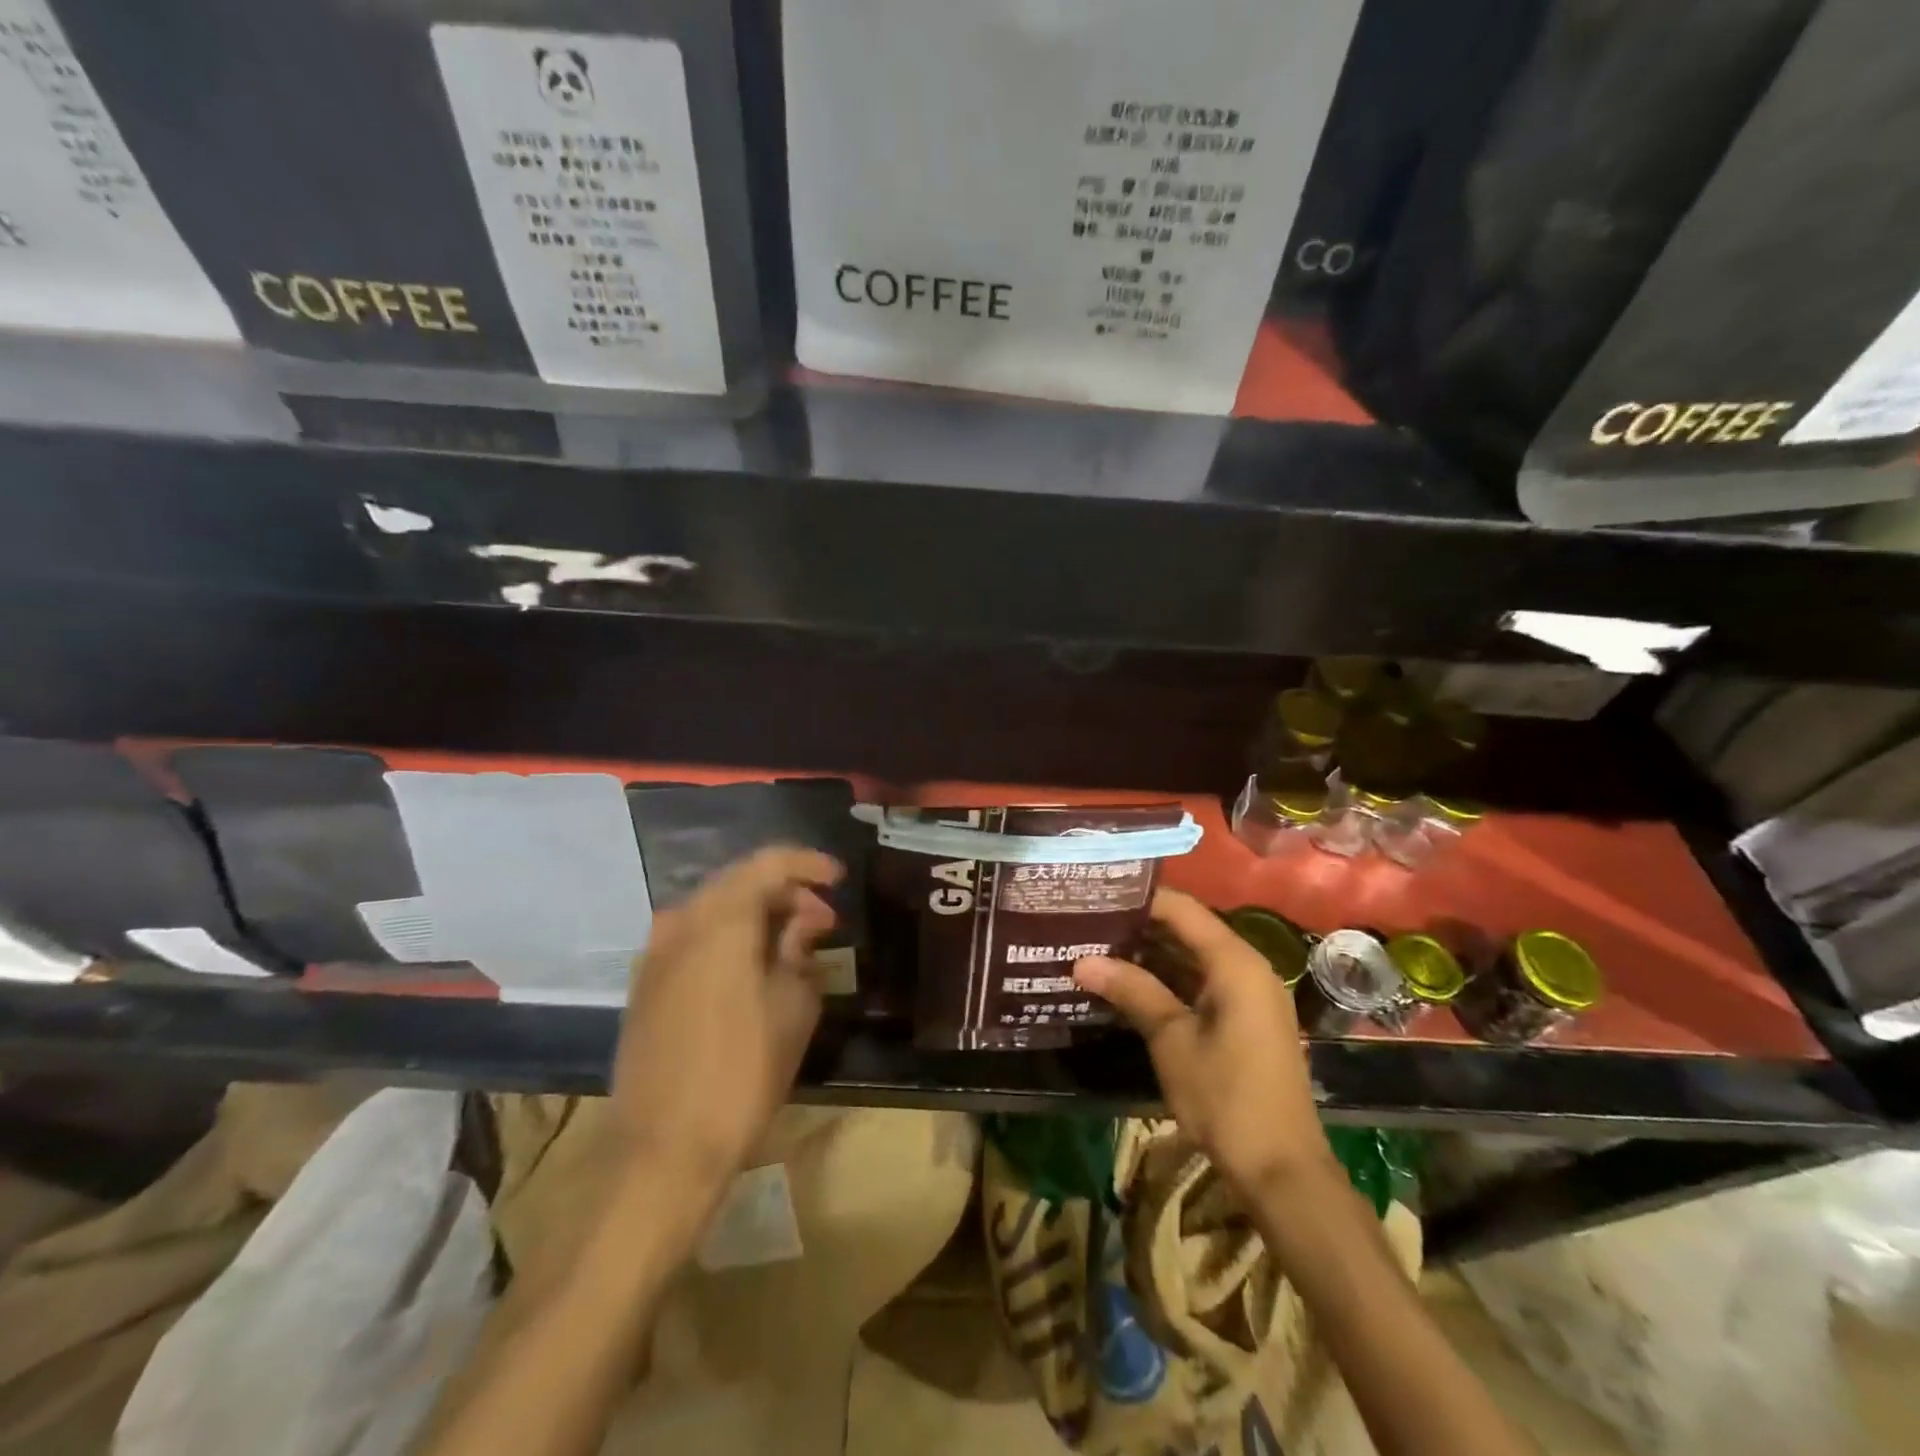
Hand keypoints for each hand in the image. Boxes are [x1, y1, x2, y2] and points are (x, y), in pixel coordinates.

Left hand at [611, 846, 842, 1204]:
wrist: (664, 1150)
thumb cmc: (743, 1073)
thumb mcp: (792, 1007)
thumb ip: (798, 950)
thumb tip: (801, 923)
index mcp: (720, 921)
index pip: (767, 864)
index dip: (808, 864)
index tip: (839, 879)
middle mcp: (681, 924)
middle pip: (739, 883)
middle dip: (785, 893)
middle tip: (823, 920)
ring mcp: (656, 955)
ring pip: (715, 910)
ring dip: (756, 916)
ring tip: (792, 945)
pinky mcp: (646, 985)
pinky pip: (695, 939)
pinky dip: (729, 938)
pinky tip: (753, 968)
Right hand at [1074, 889, 1336, 1199]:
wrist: (1282, 1170)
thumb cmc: (1226, 1098)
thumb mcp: (1172, 1040)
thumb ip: (1132, 991)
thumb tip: (1082, 961)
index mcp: (1235, 962)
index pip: (1182, 909)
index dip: (1139, 898)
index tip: (1097, 894)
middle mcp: (1247, 967)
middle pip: (1188, 929)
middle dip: (1140, 925)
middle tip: (1089, 921)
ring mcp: (1249, 995)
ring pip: (1193, 957)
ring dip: (1151, 954)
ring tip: (1098, 946)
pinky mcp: (1246, 1019)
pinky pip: (1202, 982)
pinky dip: (1168, 980)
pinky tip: (1129, 983)